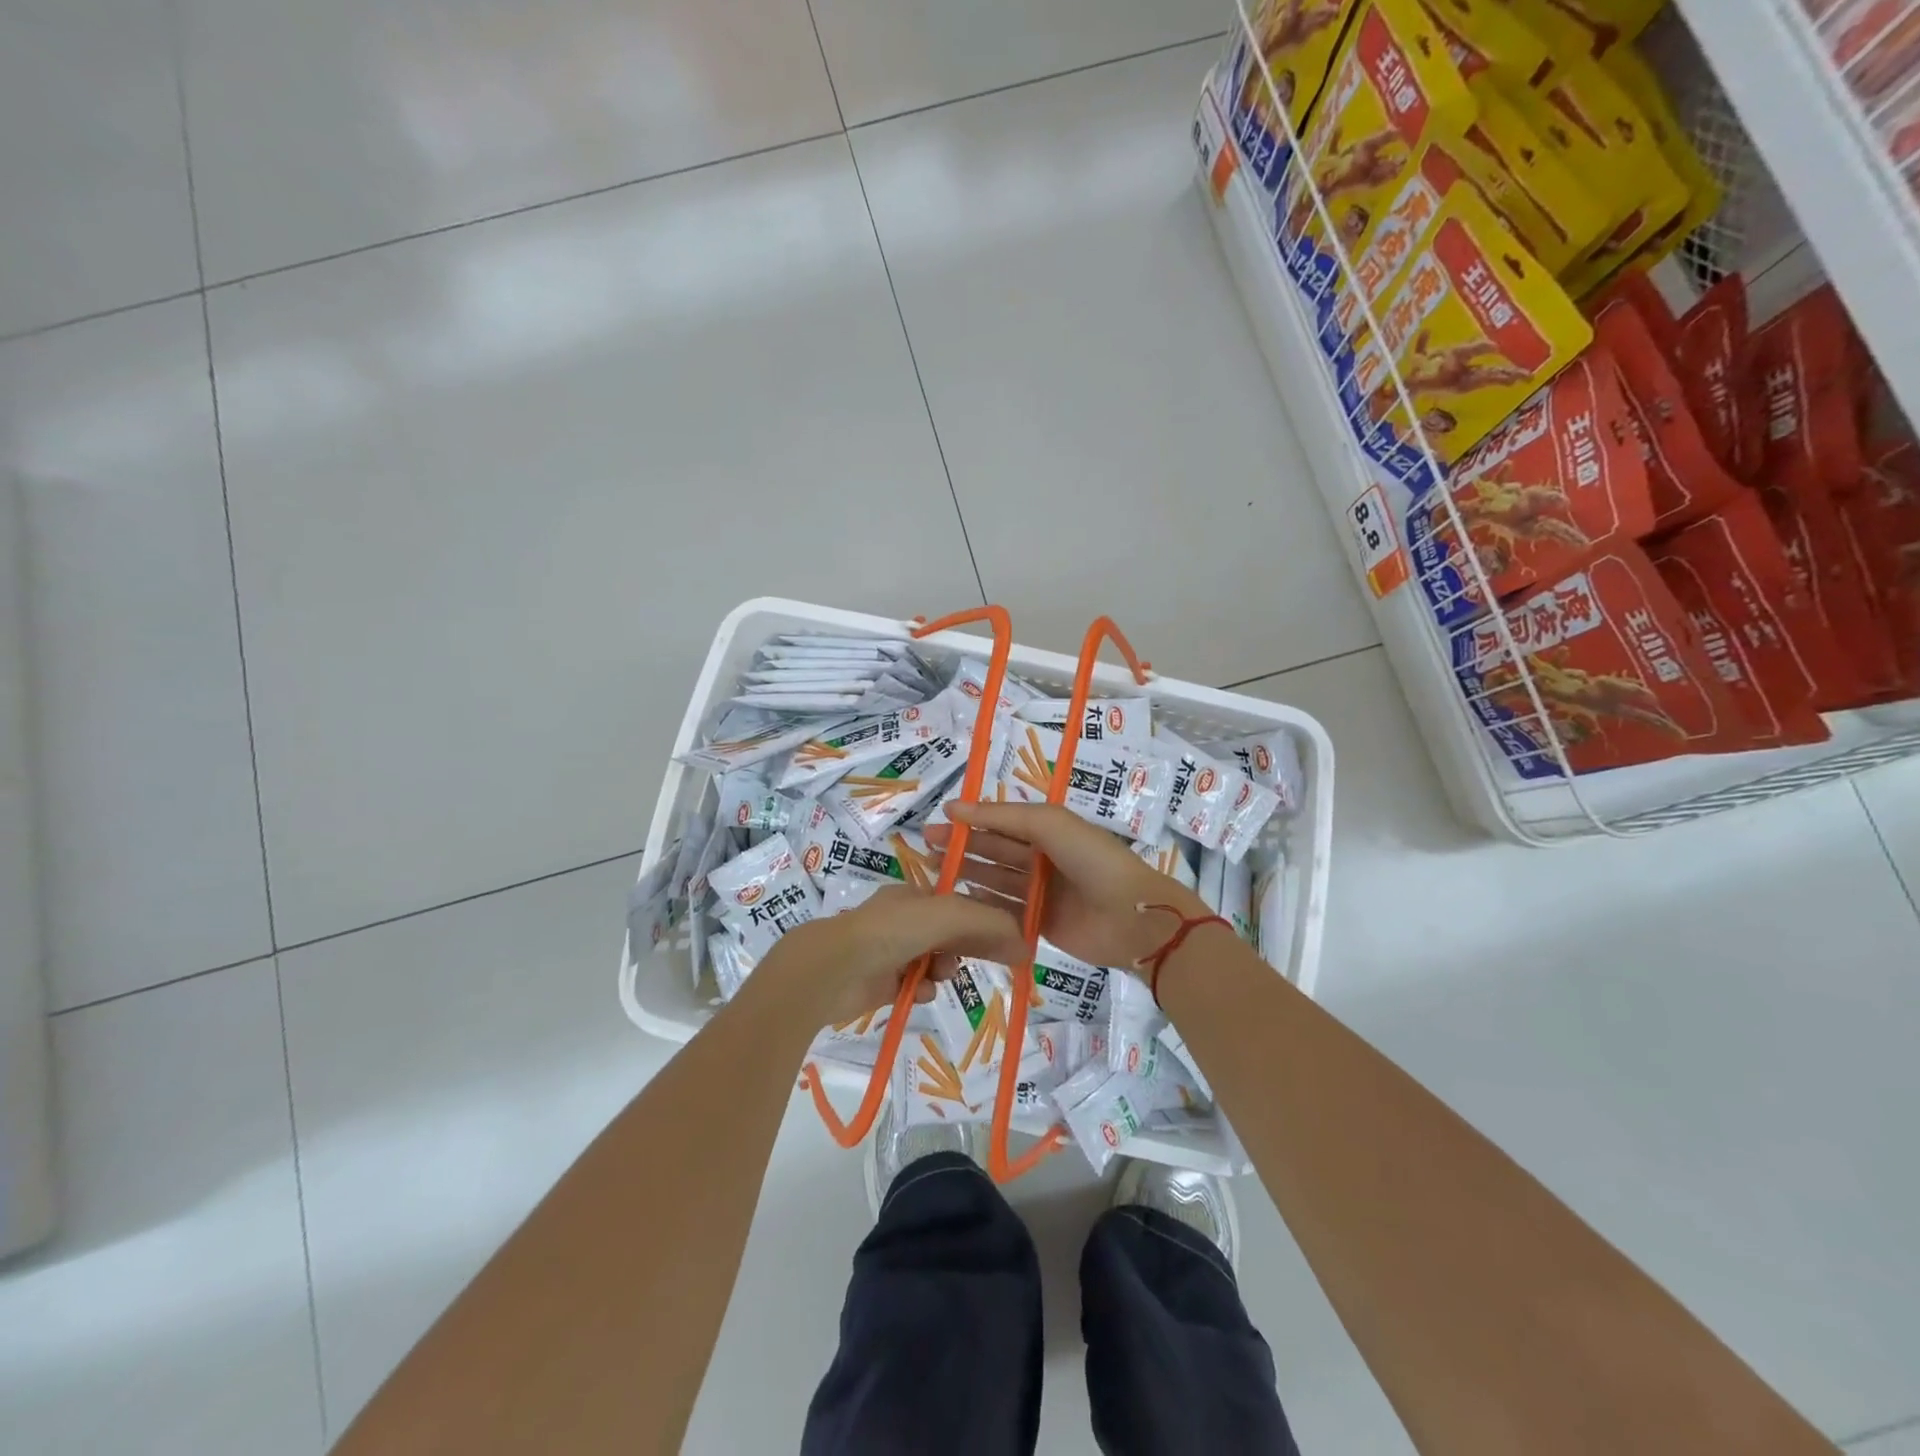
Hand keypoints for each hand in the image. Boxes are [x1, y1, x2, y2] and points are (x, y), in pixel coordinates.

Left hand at [760, 885, 1027, 1025]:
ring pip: (935, 960)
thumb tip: (1026, 946)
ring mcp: (890, 950)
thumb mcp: (948, 915)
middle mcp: (903, 919)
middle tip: (995, 961)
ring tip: (940, 975)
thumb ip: (988, 924)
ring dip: (945, 969)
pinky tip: (920, 990)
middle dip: (969, 947)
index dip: (987, 921)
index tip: (1009, 942)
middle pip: (951, 933)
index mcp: (916, 894)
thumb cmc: (892, 931)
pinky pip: (916, 984)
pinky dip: (923, 988)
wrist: (834, 968)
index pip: (962, 904)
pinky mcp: (881, 981)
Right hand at [927, 802, 1210, 972]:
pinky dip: (984, 905)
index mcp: (1050, 829)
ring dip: (968, 874)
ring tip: (934, 872)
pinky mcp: (1041, 923)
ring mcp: (1042, 892)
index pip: (1002, 821)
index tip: (938, 820)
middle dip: (963, 846)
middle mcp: (1044, 858)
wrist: (1131, 916)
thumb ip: (1002, 816)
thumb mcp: (1049, 824)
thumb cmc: (1091, 859)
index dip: (971, 819)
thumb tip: (954, 808)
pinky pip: (1006, 911)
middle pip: (996, 850)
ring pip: (997, 879)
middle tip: (926, 847)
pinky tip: (958, 903)